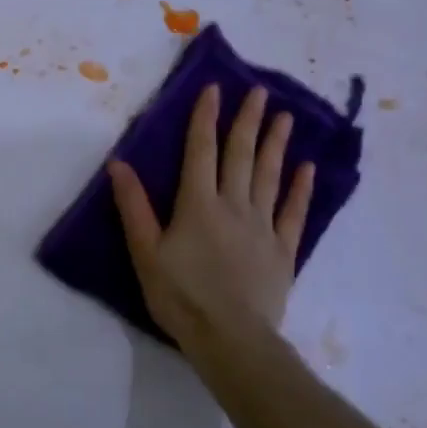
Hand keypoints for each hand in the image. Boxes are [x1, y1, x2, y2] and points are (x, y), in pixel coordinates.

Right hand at [107, 85, 313, 366]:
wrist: (230, 338)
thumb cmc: (180, 295)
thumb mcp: (145, 251)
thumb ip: (133, 206)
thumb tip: (119, 164)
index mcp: (198, 204)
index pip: (201, 151)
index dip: (206, 118)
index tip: (216, 88)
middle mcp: (233, 205)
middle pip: (241, 155)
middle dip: (248, 121)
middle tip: (261, 92)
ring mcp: (262, 227)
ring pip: (270, 176)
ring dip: (277, 145)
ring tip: (286, 117)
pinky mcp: (283, 251)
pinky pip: (294, 213)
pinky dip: (301, 189)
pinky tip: (307, 169)